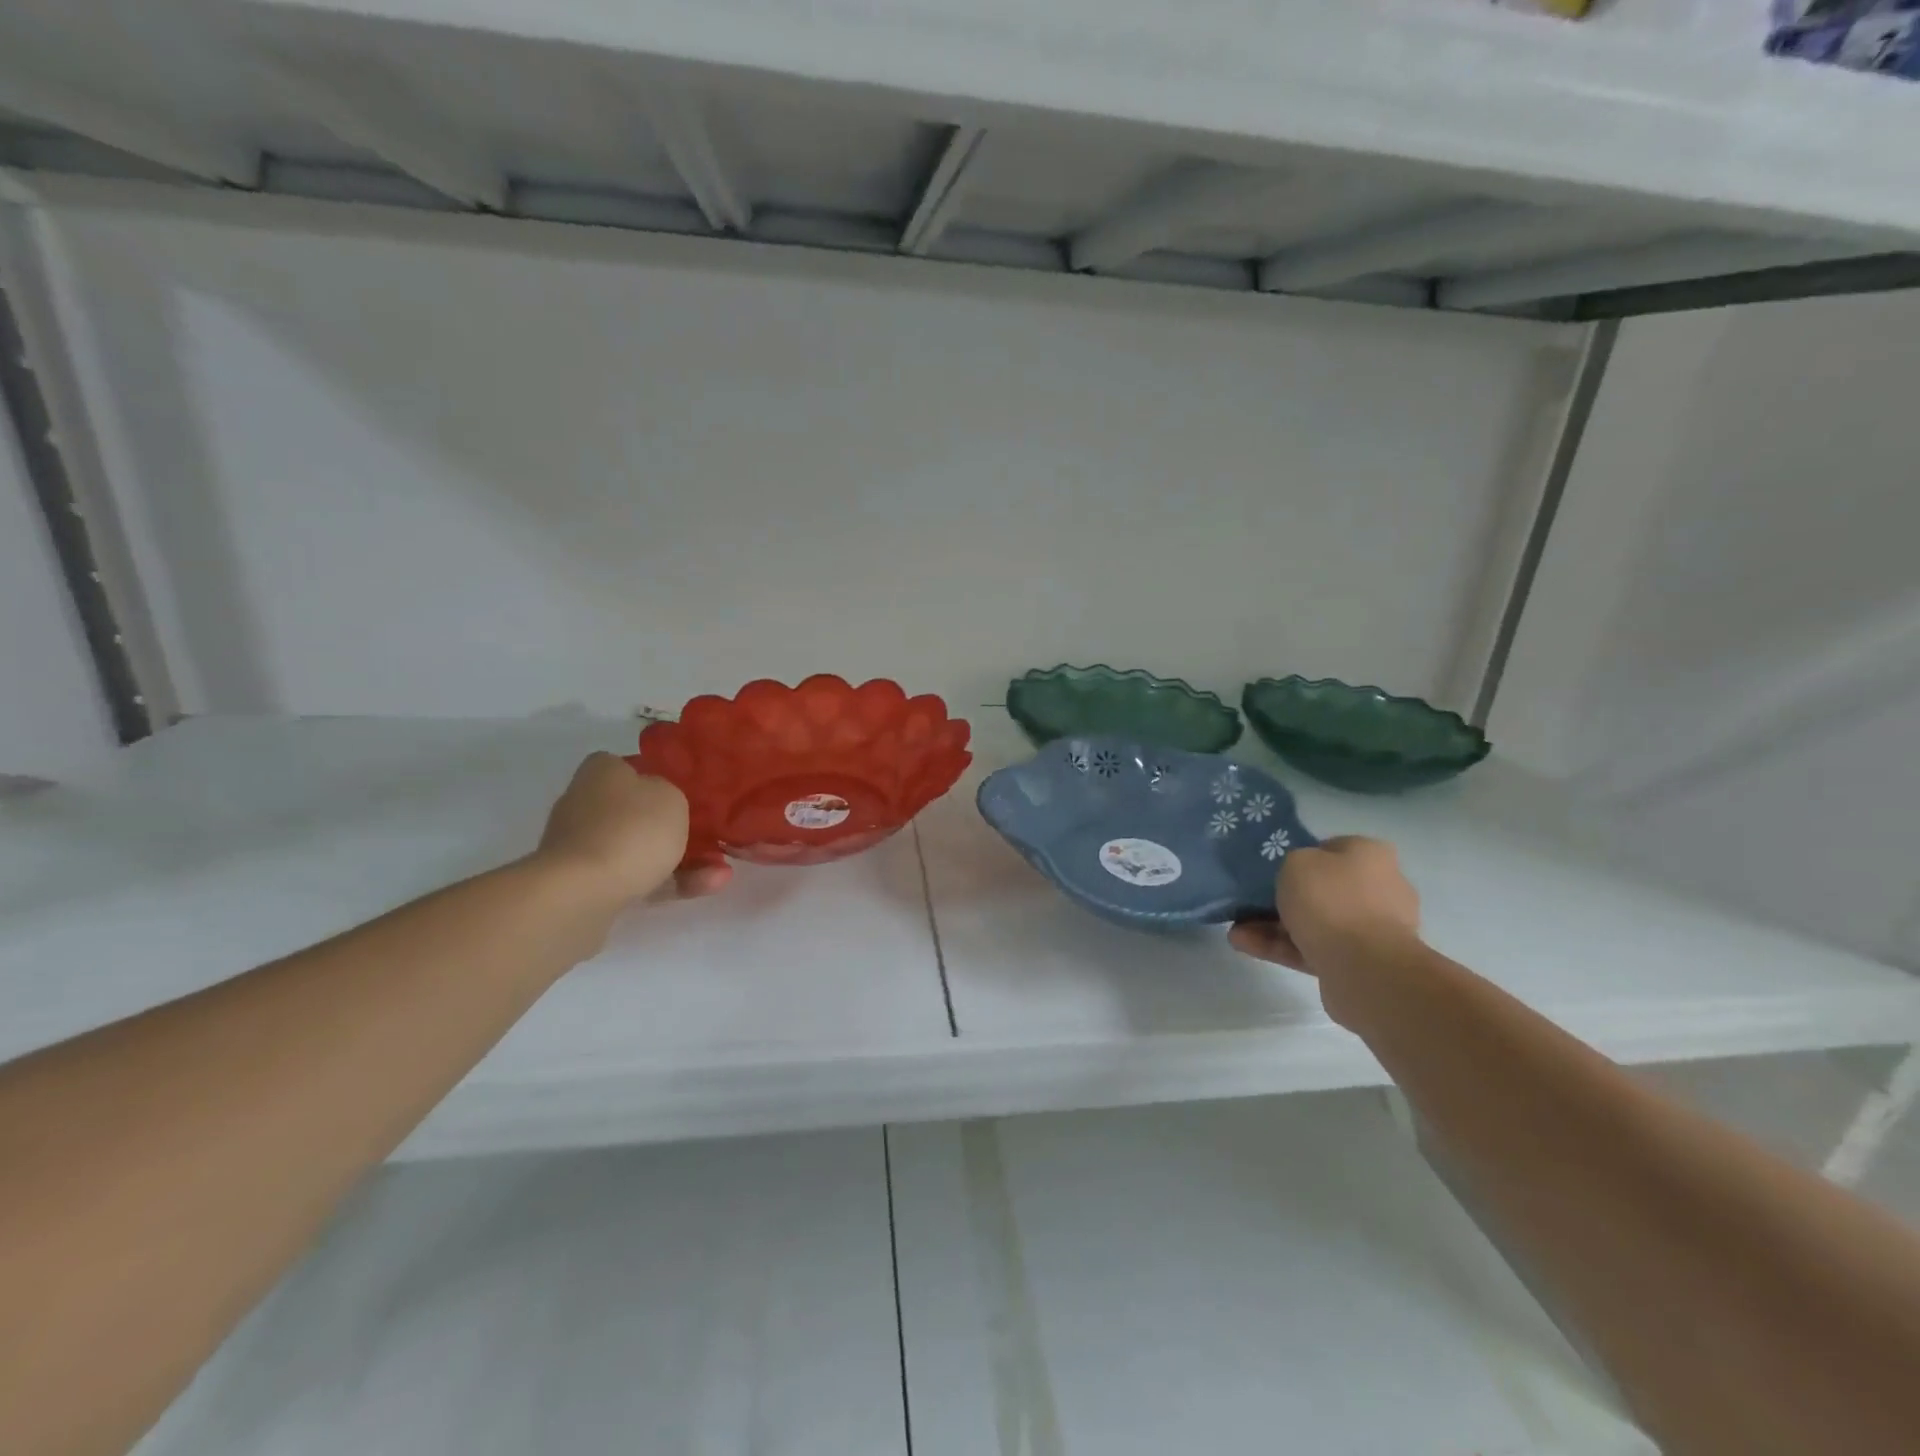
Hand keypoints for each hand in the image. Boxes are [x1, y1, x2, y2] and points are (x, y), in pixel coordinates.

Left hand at [533, 753, 731, 905]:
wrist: (582, 893)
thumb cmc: (631, 829)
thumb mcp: (671, 796)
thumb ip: (671, 792)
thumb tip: (659, 801)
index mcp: (600, 772)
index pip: (628, 765)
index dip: (657, 776)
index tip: (685, 793)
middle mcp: (585, 804)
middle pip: (635, 811)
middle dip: (672, 827)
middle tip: (709, 836)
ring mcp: (583, 847)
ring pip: (641, 850)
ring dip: (682, 861)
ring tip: (721, 873)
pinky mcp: (585, 885)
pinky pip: (637, 878)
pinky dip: (669, 882)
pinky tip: (707, 887)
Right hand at [1229, 836, 1420, 1022]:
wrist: (1364, 966)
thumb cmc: (1330, 900)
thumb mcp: (1296, 862)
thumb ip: (1292, 863)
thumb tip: (1299, 877)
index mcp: (1371, 856)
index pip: (1332, 849)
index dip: (1300, 856)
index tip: (1273, 869)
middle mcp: (1380, 889)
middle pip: (1322, 889)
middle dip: (1284, 898)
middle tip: (1250, 902)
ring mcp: (1372, 930)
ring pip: (1315, 922)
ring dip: (1273, 926)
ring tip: (1237, 931)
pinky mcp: (1359, 963)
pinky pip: (1313, 949)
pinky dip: (1281, 947)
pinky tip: (1245, 945)